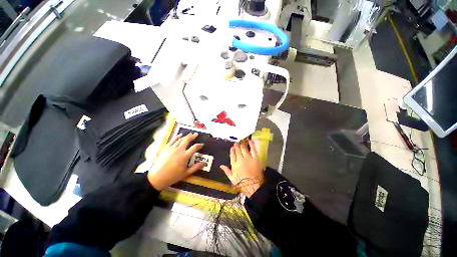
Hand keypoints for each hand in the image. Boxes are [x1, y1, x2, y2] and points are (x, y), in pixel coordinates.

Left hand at [148, 133, 203, 189]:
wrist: (157, 177)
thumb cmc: (173, 176)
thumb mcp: (186, 173)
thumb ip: (195, 167)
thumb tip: (204, 163)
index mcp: (185, 156)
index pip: (194, 147)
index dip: (199, 145)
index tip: (202, 144)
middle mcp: (179, 150)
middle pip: (187, 140)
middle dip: (192, 137)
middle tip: (196, 134)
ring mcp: (172, 148)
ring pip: (180, 139)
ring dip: (186, 136)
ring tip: (190, 134)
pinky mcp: (166, 148)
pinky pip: (172, 140)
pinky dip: (177, 137)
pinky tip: (179, 135)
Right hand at [220, 140, 264, 196]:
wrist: (254, 186)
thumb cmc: (242, 183)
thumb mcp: (232, 179)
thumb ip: (226, 171)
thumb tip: (221, 166)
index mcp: (234, 165)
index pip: (232, 155)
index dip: (232, 150)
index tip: (232, 147)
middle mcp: (240, 159)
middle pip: (237, 150)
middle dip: (237, 146)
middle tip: (237, 143)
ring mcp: (248, 158)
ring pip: (244, 148)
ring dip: (242, 144)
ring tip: (241, 142)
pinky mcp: (255, 158)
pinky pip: (253, 149)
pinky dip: (251, 144)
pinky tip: (249, 141)